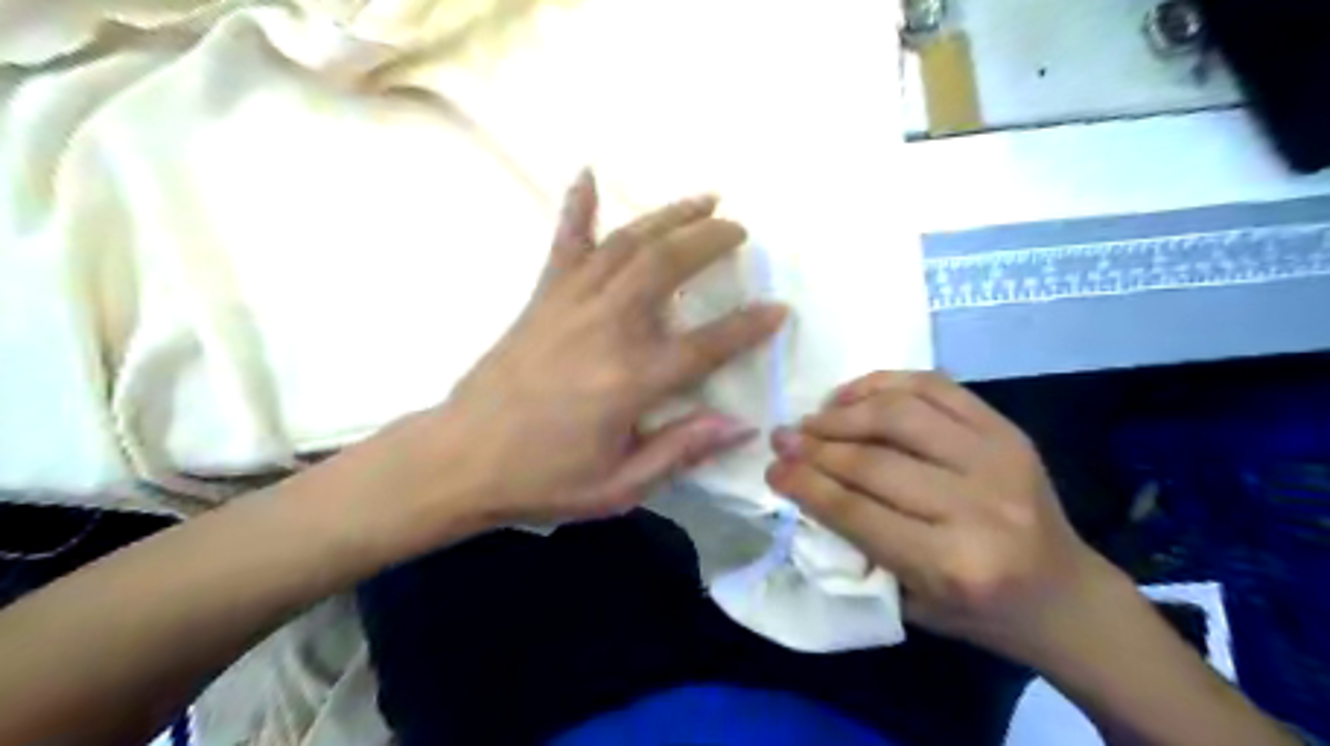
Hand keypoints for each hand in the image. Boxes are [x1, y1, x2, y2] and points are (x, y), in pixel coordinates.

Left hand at [426, 173, 780, 527]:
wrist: (461, 459)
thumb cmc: (544, 479)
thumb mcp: (619, 485)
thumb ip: (681, 450)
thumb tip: (740, 425)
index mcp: (631, 380)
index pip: (706, 345)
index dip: (748, 326)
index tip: (779, 308)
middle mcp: (606, 328)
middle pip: (667, 266)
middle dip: (710, 240)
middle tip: (739, 230)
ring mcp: (570, 305)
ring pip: (627, 244)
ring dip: (669, 216)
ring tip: (704, 199)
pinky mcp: (541, 298)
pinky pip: (564, 245)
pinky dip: (578, 207)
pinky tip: (588, 174)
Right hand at [764, 371, 1125, 664]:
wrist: (1065, 596)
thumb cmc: (980, 611)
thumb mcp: (910, 600)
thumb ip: (857, 543)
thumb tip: (806, 483)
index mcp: (952, 564)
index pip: (856, 510)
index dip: (804, 485)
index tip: (772, 469)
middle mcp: (978, 506)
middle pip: (872, 461)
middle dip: (814, 447)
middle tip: (781, 438)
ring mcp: (998, 459)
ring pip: (899, 415)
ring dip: (843, 413)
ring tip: (812, 418)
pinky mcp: (1007, 430)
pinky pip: (934, 388)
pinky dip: (884, 384)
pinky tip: (851, 394)